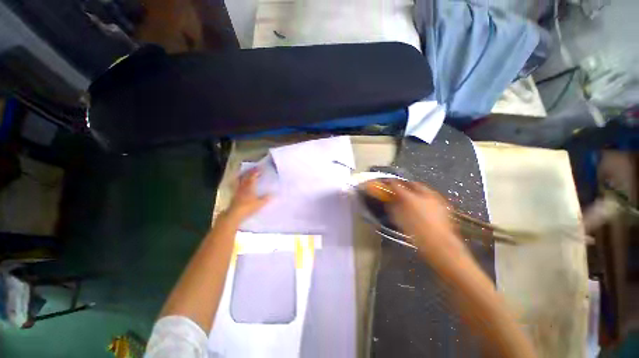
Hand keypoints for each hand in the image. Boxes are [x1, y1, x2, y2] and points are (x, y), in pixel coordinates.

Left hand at [225, 168, 270, 222]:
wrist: (235, 214)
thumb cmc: (248, 207)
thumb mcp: (260, 203)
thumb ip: (266, 198)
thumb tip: (274, 194)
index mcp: (250, 186)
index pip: (253, 176)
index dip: (256, 171)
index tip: (260, 168)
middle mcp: (243, 186)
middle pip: (245, 176)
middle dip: (250, 171)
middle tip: (254, 169)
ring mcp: (237, 190)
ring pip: (240, 180)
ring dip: (244, 175)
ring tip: (246, 173)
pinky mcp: (234, 195)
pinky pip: (237, 185)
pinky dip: (239, 182)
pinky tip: (241, 184)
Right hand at [388, 180, 469, 264]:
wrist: (440, 245)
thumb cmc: (416, 234)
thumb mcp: (399, 221)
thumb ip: (393, 208)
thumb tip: (390, 201)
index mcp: (410, 198)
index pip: (397, 185)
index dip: (391, 183)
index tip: (387, 184)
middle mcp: (424, 194)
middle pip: (412, 184)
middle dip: (405, 185)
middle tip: (400, 189)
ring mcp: (436, 198)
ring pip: (423, 189)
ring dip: (416, 190)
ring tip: (411, 196)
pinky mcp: (444, 205)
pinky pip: (432, 196)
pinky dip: (425, 197)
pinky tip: (424, 204)